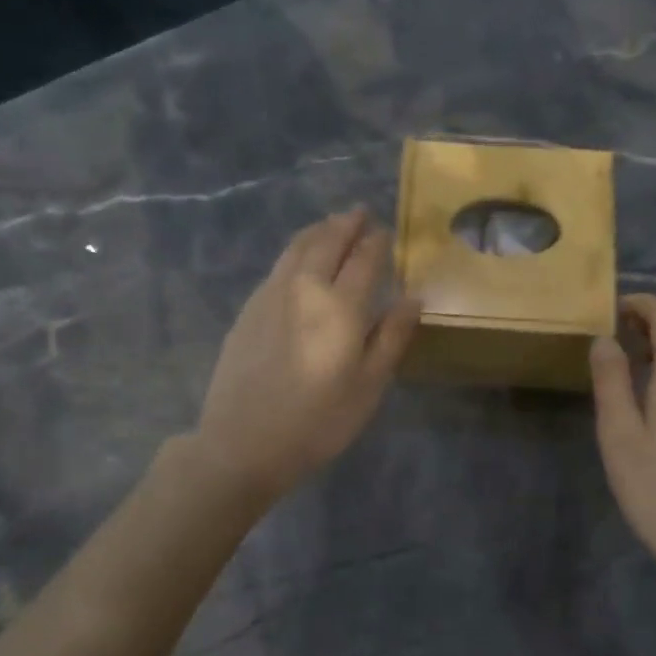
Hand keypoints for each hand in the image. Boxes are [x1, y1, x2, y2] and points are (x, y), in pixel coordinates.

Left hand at [194, 210, 419, 500]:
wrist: (242, 443)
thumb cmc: (318, 422)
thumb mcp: (369, 387)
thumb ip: (392, 337)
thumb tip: (413, 297)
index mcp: (341, 306)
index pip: (364, 259)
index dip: (377, 242)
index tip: (385, 230)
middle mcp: (304, 288)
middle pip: (327, 242)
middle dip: (346, 224)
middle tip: (360, 212)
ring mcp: (270, 295)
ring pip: (297, 248)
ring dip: (318, 231)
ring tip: (331, 223)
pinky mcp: (248, 309)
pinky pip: (278, 265)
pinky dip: (296, 250)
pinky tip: (300, 258)